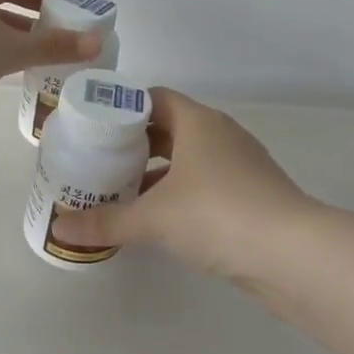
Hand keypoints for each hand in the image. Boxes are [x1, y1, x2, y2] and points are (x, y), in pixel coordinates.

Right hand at [48, 88, 313, 284]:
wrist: (294, 255)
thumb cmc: (218, 214)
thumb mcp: (153, 217)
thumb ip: (106, 222)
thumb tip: (59, 227)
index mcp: (198, 122)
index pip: (155, 98)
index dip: (123, 109)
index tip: (94, 127)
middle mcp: (221, 136)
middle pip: (170, 129)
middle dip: (135, 144)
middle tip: (99, 160)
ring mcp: (241, 166)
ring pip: (189, 159)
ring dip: (157, 172)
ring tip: (121, 191)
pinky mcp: (252, 197)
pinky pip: (205, 185)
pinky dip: (180, 194)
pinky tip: (158, 219)